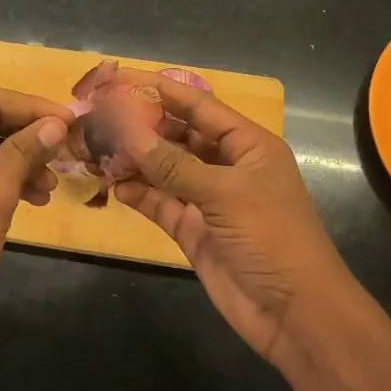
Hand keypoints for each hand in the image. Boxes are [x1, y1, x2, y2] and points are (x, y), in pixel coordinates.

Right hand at [113, 75, 369, 371]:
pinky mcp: (193, 230)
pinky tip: (113, 185)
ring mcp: (209, 200)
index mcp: (248, 146)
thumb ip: (173, 165)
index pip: (200, 107)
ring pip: (165, 171)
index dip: (164, 91)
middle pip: (179, 137)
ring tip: (97, 149)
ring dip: (135, 161)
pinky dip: (139, 194)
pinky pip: (161, 203)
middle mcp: (227, 167)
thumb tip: (128, 134)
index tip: (124, 79)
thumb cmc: (271, 237)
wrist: (294, 312)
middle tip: (100, 116)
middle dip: (143, 127)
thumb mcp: (224, 193)